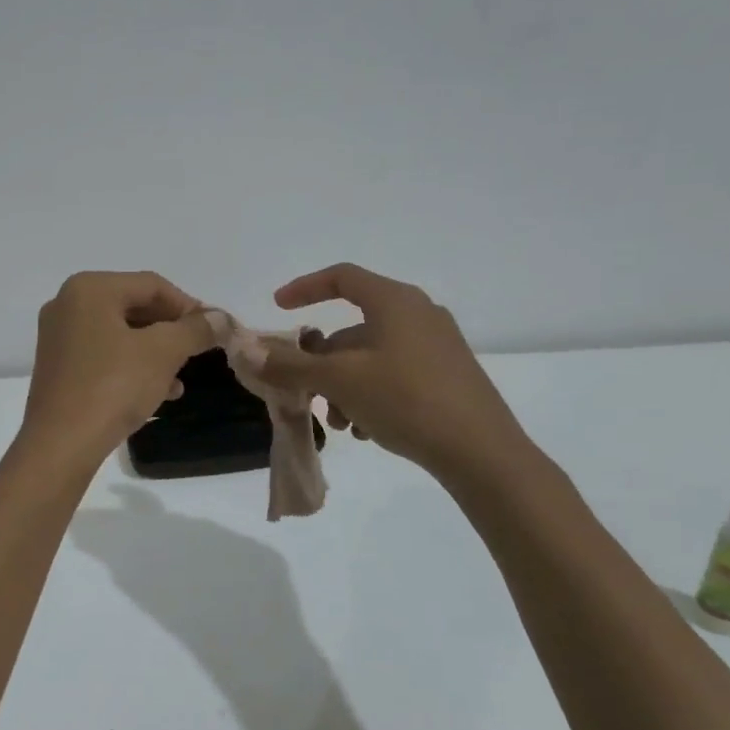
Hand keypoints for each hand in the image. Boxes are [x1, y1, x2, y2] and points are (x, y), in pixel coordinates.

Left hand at [21, 272, 215, 461]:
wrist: (61, 445)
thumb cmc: (112, 387)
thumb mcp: (163, 353)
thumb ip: (194, 330)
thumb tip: (221, 318)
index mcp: (89, 289)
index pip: (152, 285)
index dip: (189, 306)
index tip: (215, 330)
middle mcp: (67, 304)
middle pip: (134, 306)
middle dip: (171, 331)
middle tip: (200, 351)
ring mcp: (59, 337)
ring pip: (121, 334)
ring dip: (155, 352)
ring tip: (181, 379)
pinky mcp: (58, 367)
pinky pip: (104, 355)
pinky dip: (132, 366)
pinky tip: (158, 392)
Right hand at [259, 263, 534, 488]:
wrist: (481, 452)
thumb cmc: (406, 399)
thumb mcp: (340, 381)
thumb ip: (291, 365)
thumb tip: (247, 352)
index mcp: (395, 301)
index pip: (342, 277)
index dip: (305, 288)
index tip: (278, 307)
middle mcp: (418, 315)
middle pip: (352, 328)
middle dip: (321, 362)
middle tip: (306, 393)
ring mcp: (437, 346)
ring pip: (370, 357)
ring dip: (343, 386)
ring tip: (340, 424)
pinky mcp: (447, 376)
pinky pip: (393, 374)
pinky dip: (370, 394)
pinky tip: (366, 430)